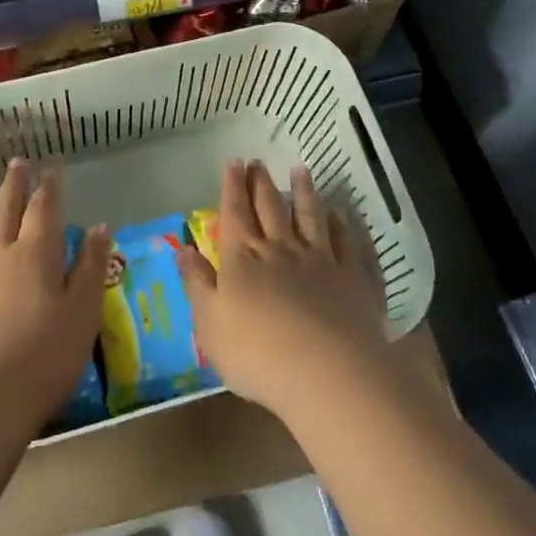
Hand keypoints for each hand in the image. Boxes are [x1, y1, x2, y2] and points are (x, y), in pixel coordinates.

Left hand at [0, 159, 110, 436]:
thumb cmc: (42, 360)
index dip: (48, 188)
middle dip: (12, 184)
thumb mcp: (82, 316)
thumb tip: (99, 227)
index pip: (43, 211)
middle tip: (16, 162)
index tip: (51, 169)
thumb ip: (91, 269)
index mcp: (35, 256)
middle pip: (3, 210)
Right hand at [175, 160, 396, 423]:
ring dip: (303, 191)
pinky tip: (340, 214)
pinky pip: (346, 243)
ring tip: (300, 170)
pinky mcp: (352, 278)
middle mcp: (280, 249)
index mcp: (243, 257)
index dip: (232, 186)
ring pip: (310, 216)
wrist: (328, 373)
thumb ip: (196, 283)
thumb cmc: (257, 354)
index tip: (234, 162)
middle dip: (261, 183)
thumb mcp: (209, 323)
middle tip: (258, 162)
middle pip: (270, 207)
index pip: (235, 212)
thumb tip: (182, 248)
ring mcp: (320, 260)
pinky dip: (343, 225)